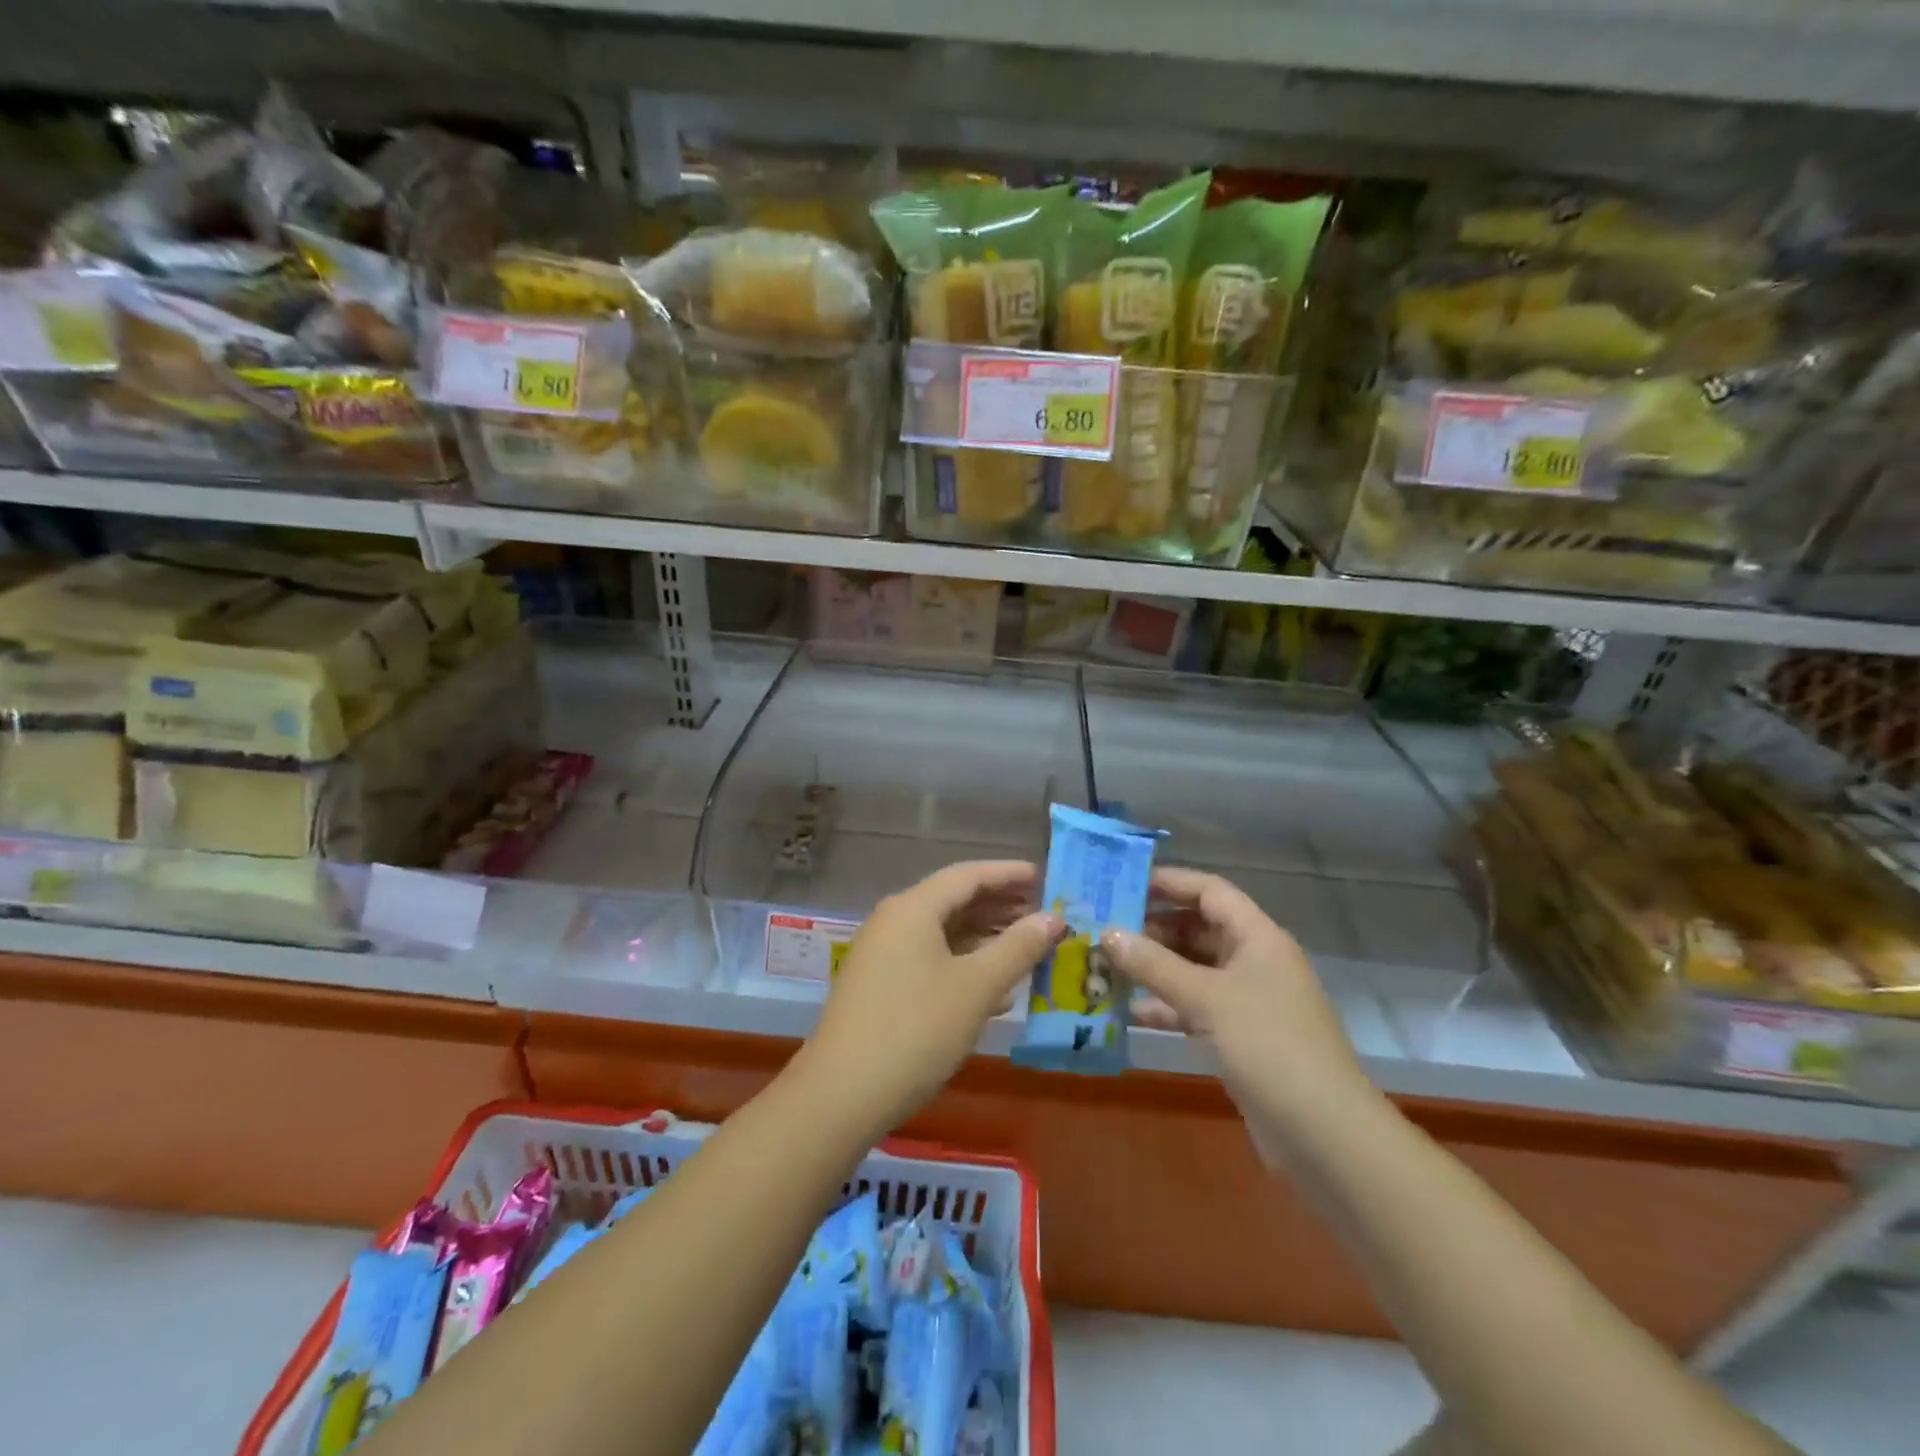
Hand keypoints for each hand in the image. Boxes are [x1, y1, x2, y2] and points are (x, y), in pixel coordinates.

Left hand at [797, 860, 1064, 1138]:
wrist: (841, 1095)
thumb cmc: (915, 1030)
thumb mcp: (976, 988)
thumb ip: (1017, 948)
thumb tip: (1053, 919)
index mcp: (913, 908)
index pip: (968, 875)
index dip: (1008, 874)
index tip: (1044, 878)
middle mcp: (894, 921)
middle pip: (954, 901)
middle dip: (999, 906)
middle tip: (1042, 914)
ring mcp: (883, 955)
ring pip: (942, 933)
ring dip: (984, 938)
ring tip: (1026, 948)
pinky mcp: (880, 986)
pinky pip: (929, 960)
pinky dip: (963, 965)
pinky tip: (995, 991)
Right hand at [1102, 867, 1377, 1164]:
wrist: (1324, 1136)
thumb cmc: (1270, 1048)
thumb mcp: (1207, 999)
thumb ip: (1154, 964)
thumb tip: (1107, 933)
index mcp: (1258, 938)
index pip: (1210, 891)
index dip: (1169, 882)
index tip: (1123, 882)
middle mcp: (1254, 961)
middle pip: (1198, 928)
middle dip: (1153, 927)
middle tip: (1104, 927)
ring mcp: (1248, 1001)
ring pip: (1193, 970)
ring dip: (1154, 968)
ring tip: (1106, 965)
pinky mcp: (1239, 1037)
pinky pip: (1195, 1007)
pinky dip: (1165, 1006)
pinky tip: (1130, 1011)